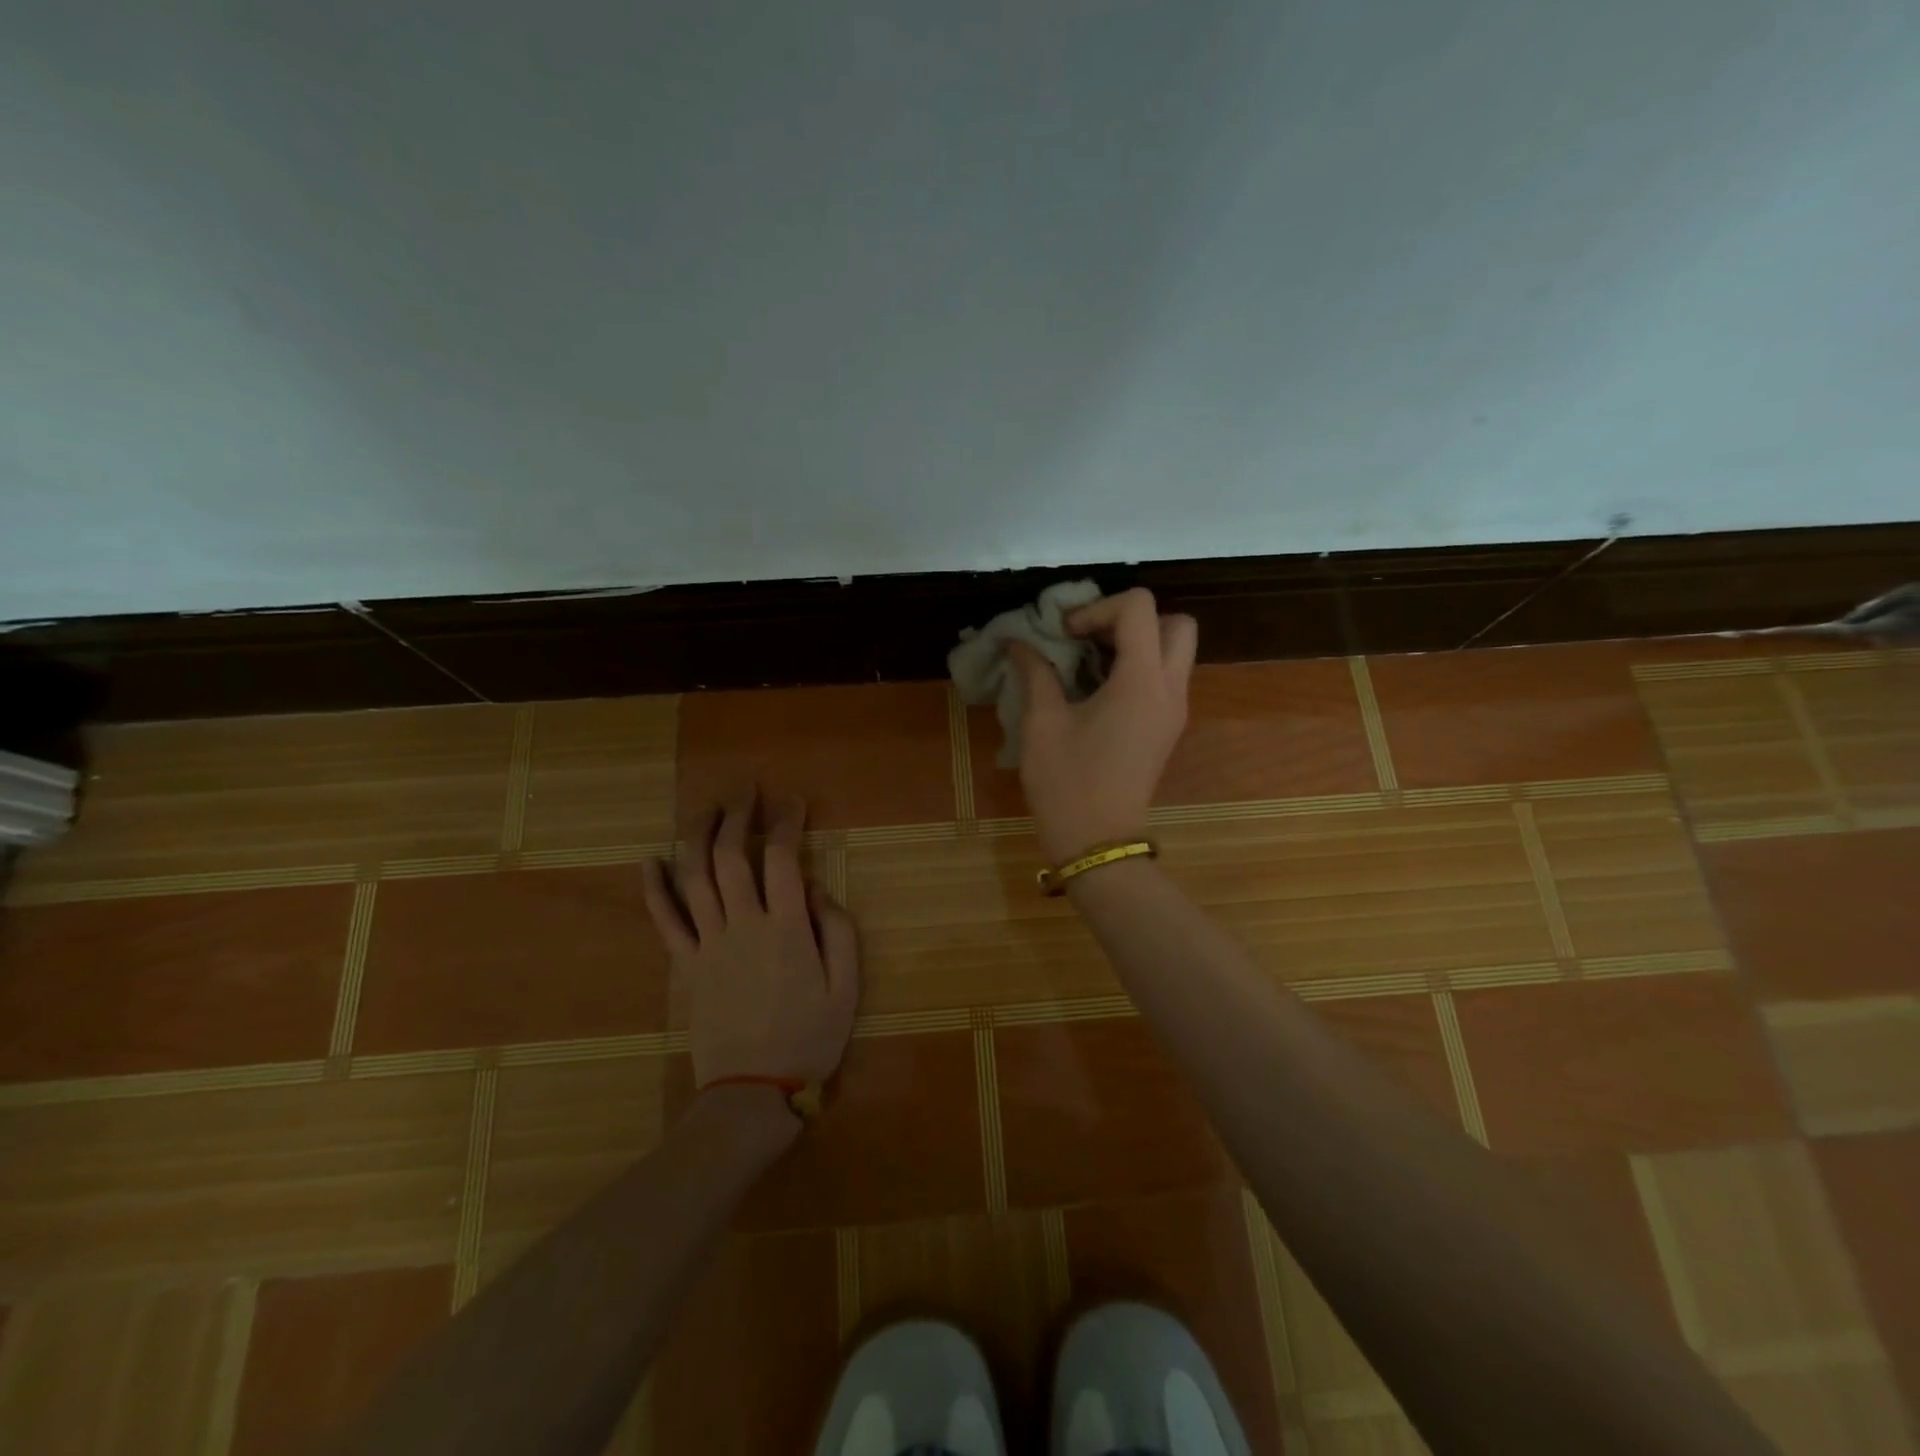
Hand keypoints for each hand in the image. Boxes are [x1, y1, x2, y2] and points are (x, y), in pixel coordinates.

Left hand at [640, 792, 858, 1091]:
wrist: (753, 1091)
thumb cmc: (809, 1038)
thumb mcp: (846, 987)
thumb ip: (837, 930)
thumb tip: (815, 887)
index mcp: (786, 928)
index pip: (781, 858)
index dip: (785, 822)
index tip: (792, 802)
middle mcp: (743, 925)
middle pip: (731, 857)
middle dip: (738, 816)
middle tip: (746, 791)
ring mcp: (709, 944)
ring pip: (695, 877)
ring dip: (698, 837)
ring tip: (707, 809)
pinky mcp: (687, 965)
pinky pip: (665, 920)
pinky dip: (655, 888)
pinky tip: (650, 861)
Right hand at [1010, 587, 1197, 863]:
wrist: (1098, 841)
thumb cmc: (1067, 782)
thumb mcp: (1042, 723)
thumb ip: (1035, 672)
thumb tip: (1017, 642)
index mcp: (1141, 681)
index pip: (1139, 608)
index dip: (1098, 608)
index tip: (1065, 634)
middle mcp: (1170, 689)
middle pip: (1176, 623)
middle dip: (1131, 619)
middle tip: (1090, 637)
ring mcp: (1175, 710)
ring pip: (1176, 649)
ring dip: (1137, 642)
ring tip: (1090, 660)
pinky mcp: (1168, 727)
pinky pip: (1166, 676)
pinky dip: (1139, 666)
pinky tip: (1098, 686)